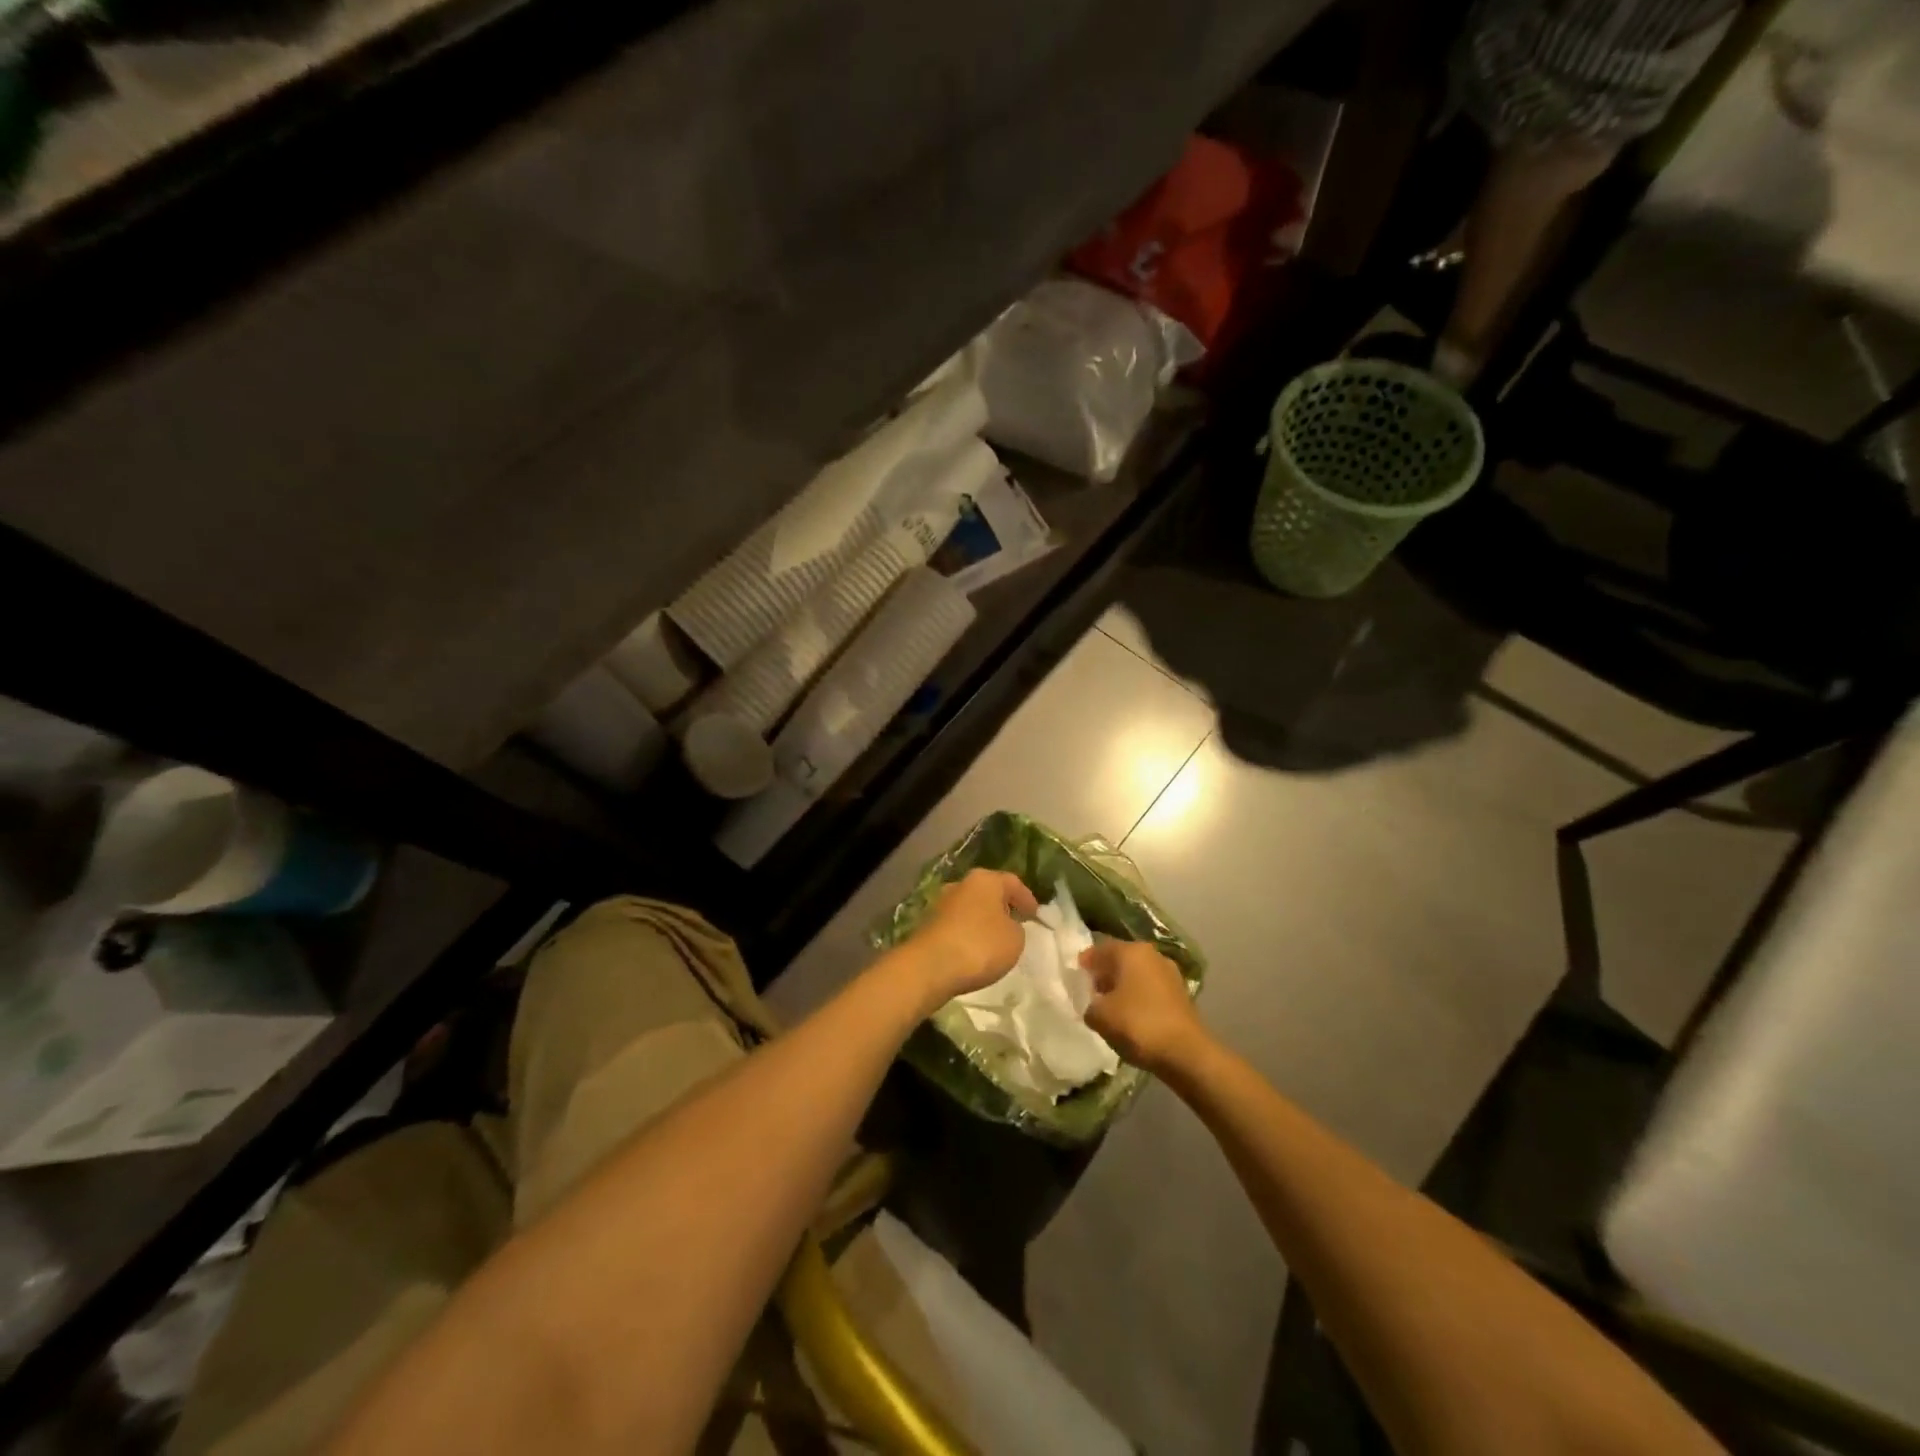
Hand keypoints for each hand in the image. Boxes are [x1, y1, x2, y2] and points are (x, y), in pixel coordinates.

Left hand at [904, 869, 1038, 1001]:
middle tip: (1016, 922)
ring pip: (970, 907)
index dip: (1027, 898)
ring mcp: (941, 903)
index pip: (1013, 882)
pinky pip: (957, 924)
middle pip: (988, 891)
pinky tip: (974, 948)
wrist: (930, 966)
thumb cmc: (980, 945)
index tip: (1036, 915)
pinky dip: (968, 932)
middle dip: (1002, 906)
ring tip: (995, 939)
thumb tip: (1005, 926)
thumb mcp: (1015, 939)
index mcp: (985, 880)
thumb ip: (1016, 928)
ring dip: (983, 919)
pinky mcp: (928, 923)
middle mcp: (961, 884)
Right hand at [1082, 940, 1205, 1074]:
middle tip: (1090, 990)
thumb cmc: (1138, 1024)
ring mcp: (1170, 973)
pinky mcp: (1180, 994)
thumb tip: (1093, 1005)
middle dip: (1104, 973)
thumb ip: (1089, 1005)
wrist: (1186, 1053)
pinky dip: (1138, 996)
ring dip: (1122, 986)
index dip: (1085, 961)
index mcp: (1131, 951)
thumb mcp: (1100, 1016)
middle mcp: (1152, 955)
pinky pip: (1150, 988)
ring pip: (1137, 974)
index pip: (1101, 949)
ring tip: (1109, 1005)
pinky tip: (1130, 1015)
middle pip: (1121, 959)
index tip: (1075, 975)